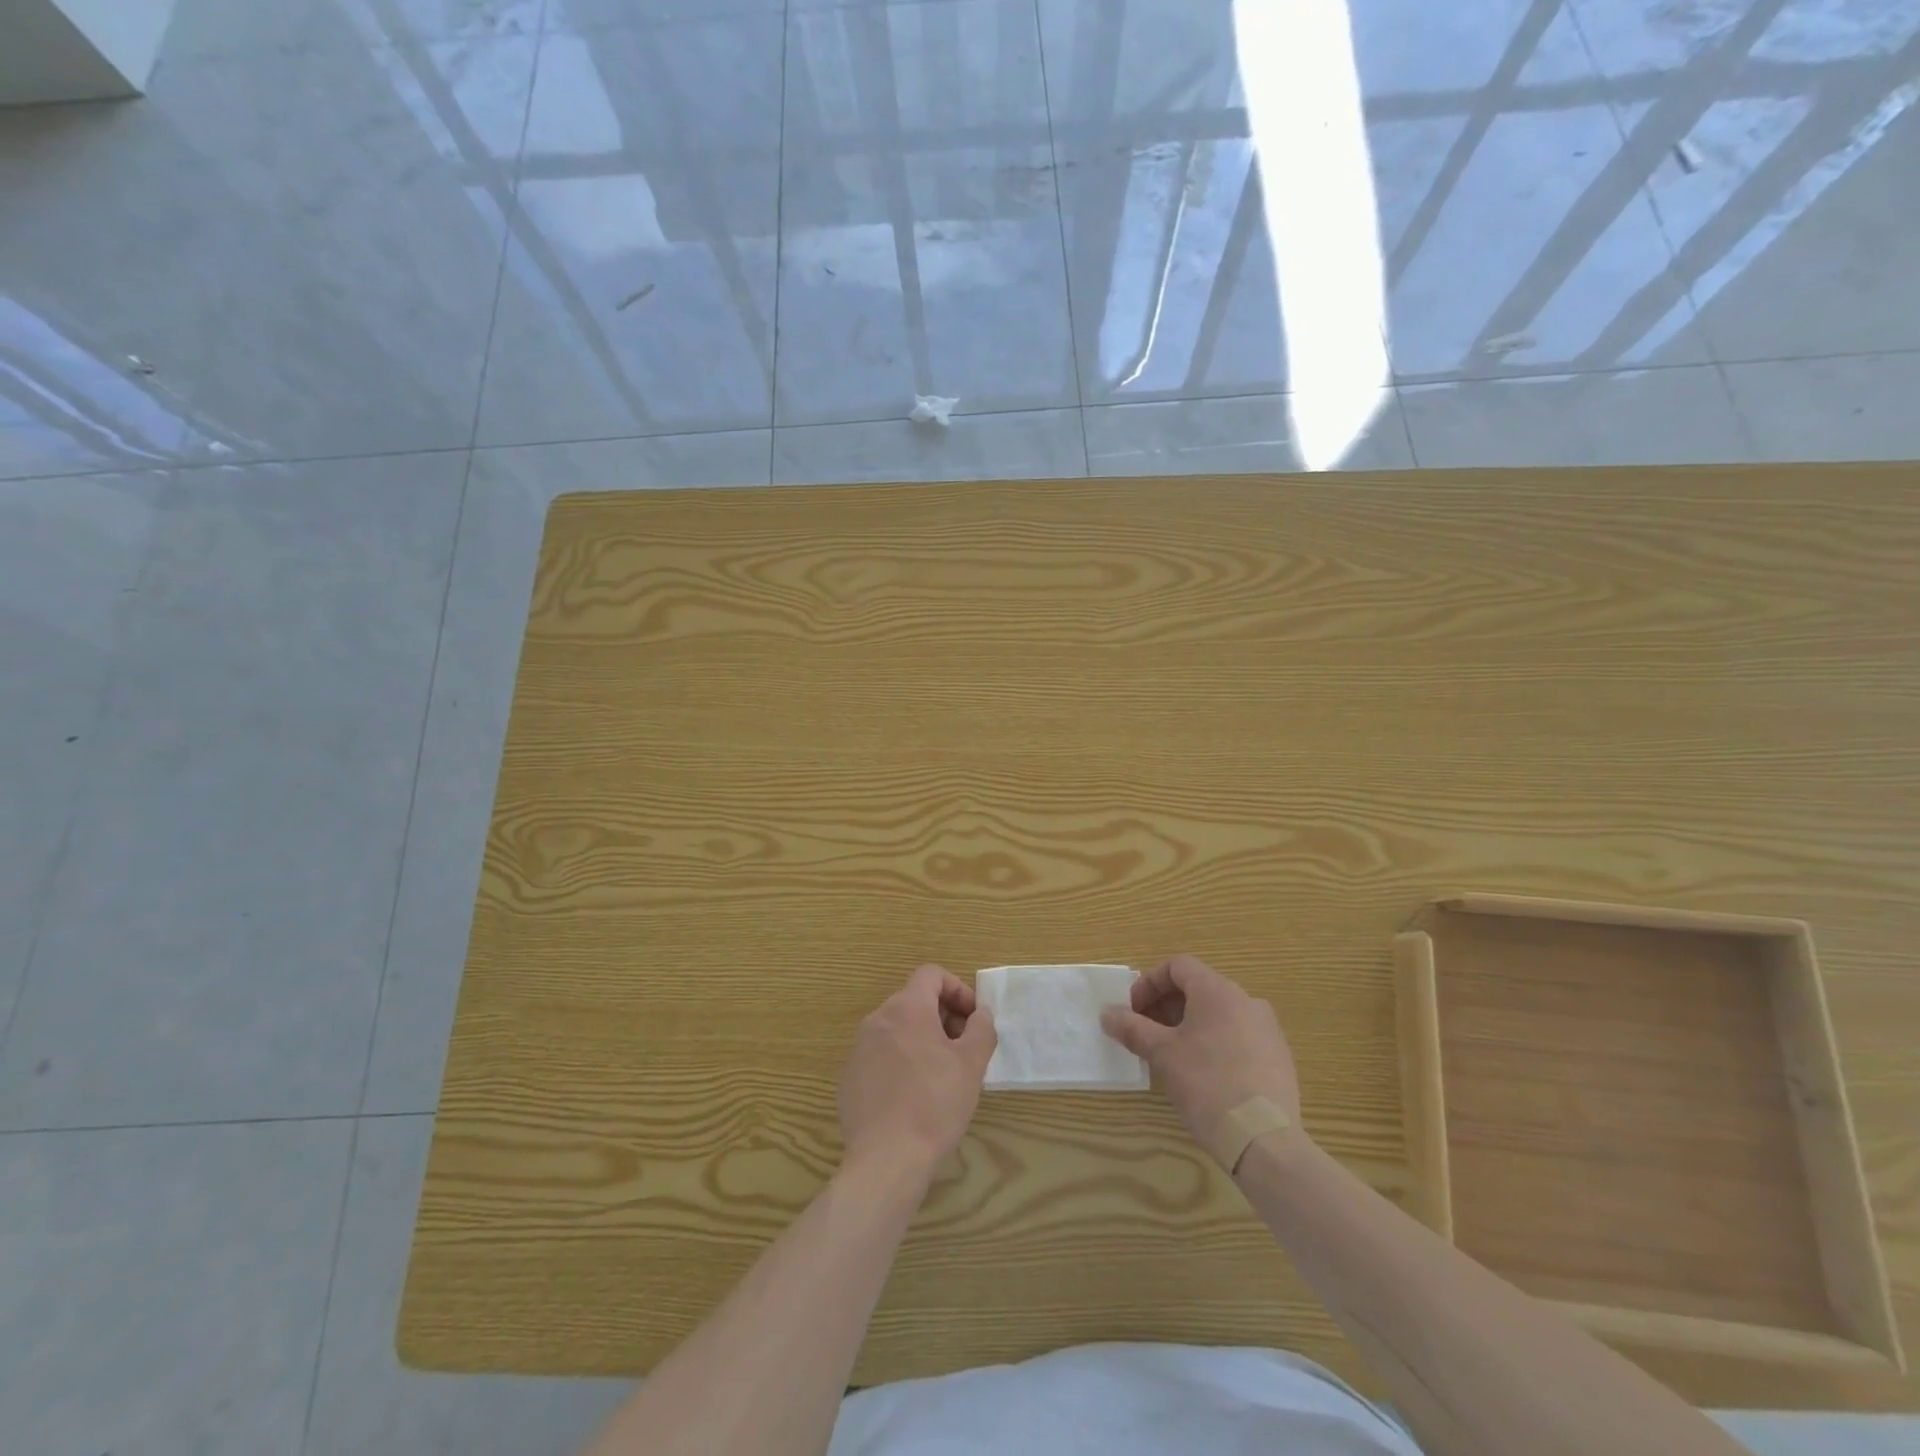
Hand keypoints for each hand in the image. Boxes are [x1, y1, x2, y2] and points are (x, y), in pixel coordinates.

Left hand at [839, 964, 996, 1177]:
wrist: (886, 1160)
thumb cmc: (935, 1104)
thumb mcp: (972, 1064)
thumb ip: (981, 1028)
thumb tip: (980, 1014)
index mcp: (906, 1008)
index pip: (931, 974)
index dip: (957, 989)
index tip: (973, 1020)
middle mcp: (878, 1019)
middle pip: (914, 1001)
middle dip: (943, 1017)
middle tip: (964, 1049)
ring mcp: (859, 1049)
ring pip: (897, 1030)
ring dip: (923, 1040)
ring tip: (942, 1075)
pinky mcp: (850, 1079)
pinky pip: (881, 1057)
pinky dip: (901, 1064)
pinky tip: (915, 1098)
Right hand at [1100, 954, 1301, 1154]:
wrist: (1264, 1140)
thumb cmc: (1207, 1085)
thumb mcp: (1162, 1054)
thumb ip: (1132, 1028)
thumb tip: (1107, 1013)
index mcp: (1218, 991)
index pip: (1178, 966)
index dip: (1149, 983)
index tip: (1133, 1010)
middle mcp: (1246, 1001)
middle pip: (1198, 988)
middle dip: (1166, 1005)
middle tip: (1146, 1033)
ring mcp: (1267, 1029)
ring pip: (1219, 1013)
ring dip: (1189, 1024)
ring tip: (1172, 1054)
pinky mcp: (1278, 1058)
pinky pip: (1239, 1036)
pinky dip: (1215, 1042)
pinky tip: (1204, 1074)